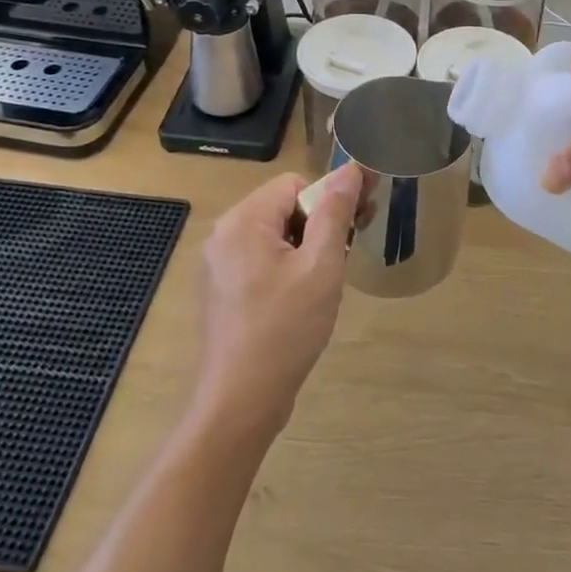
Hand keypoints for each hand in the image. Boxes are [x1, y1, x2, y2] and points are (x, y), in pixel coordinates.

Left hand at [193, 166, 360, 439]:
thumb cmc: (285, 329)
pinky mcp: (220, 289)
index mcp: (243, 220)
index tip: (352, 230)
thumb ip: (336, 212)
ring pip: (273, 234)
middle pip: (282, 207)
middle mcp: (224, 233)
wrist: (240, 402)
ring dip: (304, 248)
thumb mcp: (321, 266)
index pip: (295, 184)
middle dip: (317, 225)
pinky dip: (284, 268)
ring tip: (322, 284)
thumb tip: (351, 169)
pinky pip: (259, 259)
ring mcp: (217, 263)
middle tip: (343, 258)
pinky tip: (299, 300)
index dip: (328, 202)